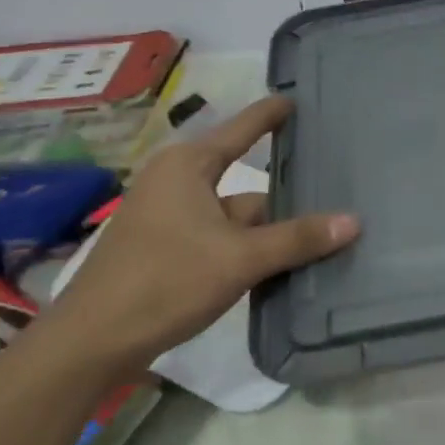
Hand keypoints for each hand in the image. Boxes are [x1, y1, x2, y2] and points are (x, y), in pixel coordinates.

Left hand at [39, 96, 357, 375]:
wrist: (90, 344)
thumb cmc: (164, 281)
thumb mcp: (239, 259)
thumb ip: (297, 239)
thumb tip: (354, 221)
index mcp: (189, 166)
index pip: (243, 129)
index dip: (272, 114)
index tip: (298, 100)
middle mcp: (177, 182)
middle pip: (246, 180)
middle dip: (285, 196)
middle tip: (334, 190)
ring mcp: (169, 217)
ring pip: (234, 215)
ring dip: (269, 230)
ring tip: (320, 237)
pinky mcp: (165, 248)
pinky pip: (220, 236)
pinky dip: (247, 248)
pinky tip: (280, 264)